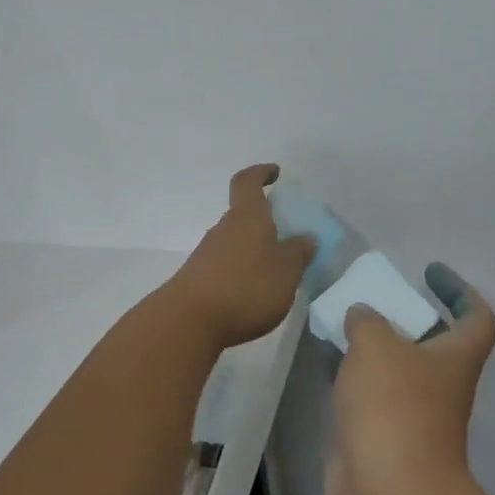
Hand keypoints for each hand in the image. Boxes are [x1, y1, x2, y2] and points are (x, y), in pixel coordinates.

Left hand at [163, 165, 315, 349]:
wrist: (189, 321)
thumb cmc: (246, 288)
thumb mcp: (286, 272)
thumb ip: (298, 253)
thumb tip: (306, 237)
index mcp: (247, 217)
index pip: (247, 182)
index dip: (260, 173)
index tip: (275, 173)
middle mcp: (224, 228)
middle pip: (243, 215)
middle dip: (264, 222)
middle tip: (287, 237)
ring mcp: (207, 253)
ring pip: (235, 241)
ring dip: (253, 249)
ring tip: (276, 272)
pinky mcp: (198, 278)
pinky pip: (226, 264)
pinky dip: (241, 270)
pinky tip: (253, 293)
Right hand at [327, 263, 494, 494]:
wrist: (388, 494)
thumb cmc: (395, 407)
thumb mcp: (376, 345)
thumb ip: (366, 320)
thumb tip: (362, 314)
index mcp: (456, 357)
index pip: (477, 317)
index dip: (461, 290)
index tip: (431, 272)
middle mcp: (441, 384)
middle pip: (431, 342)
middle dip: (403, 318)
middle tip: (371, 299)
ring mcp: (413, 415)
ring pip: (395, 369)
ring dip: (372, 347)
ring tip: (340, 322)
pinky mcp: (383, 438)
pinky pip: (370, 395)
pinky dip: (351, 376)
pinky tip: (325, 360)